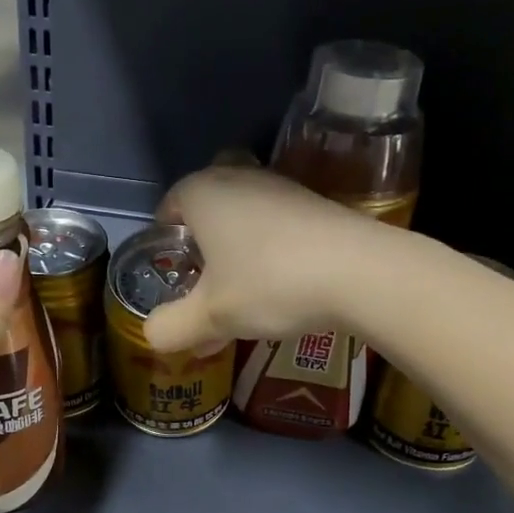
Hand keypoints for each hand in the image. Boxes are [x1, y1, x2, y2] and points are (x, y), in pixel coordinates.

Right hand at [144, 165, 385, 353]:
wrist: (361, 272)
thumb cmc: (269, 284)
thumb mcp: (211, 316)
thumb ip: (172, 327)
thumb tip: (153, 334)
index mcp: (203, 193)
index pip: (169, 205)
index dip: (165, 240)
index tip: (173, 273)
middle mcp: (240, 178)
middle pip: (208, 202)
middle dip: (202, 236)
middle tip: (205, 275)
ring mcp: (283, 187)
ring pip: (245, 212)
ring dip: (238, 246)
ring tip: (243, 293)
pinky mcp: (317, 203)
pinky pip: (278, 222)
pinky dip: (271, 248)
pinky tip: (282, 286)